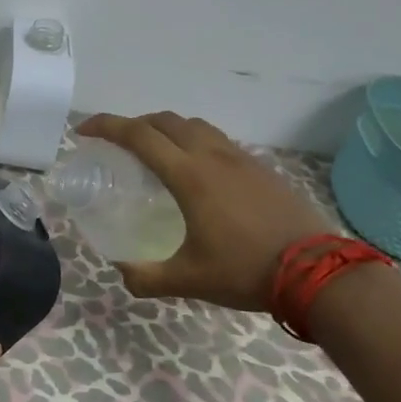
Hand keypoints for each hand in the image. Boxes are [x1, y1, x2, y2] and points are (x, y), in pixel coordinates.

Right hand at [75, 111, 332, 312]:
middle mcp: (212, 156)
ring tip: (157, 153)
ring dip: (167, 129)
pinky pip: (218, 140)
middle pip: (165, 121)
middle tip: (118, 144)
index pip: (138, 136)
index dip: (106, 126)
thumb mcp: (188, 279)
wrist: (317, 271)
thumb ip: (146, 277)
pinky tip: (198, 172)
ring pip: (195, 126)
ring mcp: (240, 158)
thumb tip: (121, 271)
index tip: (84, 131)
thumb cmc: (246, 270)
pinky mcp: (261, 167)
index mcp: (189, 175)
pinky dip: (195, 142)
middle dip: (135, 124)